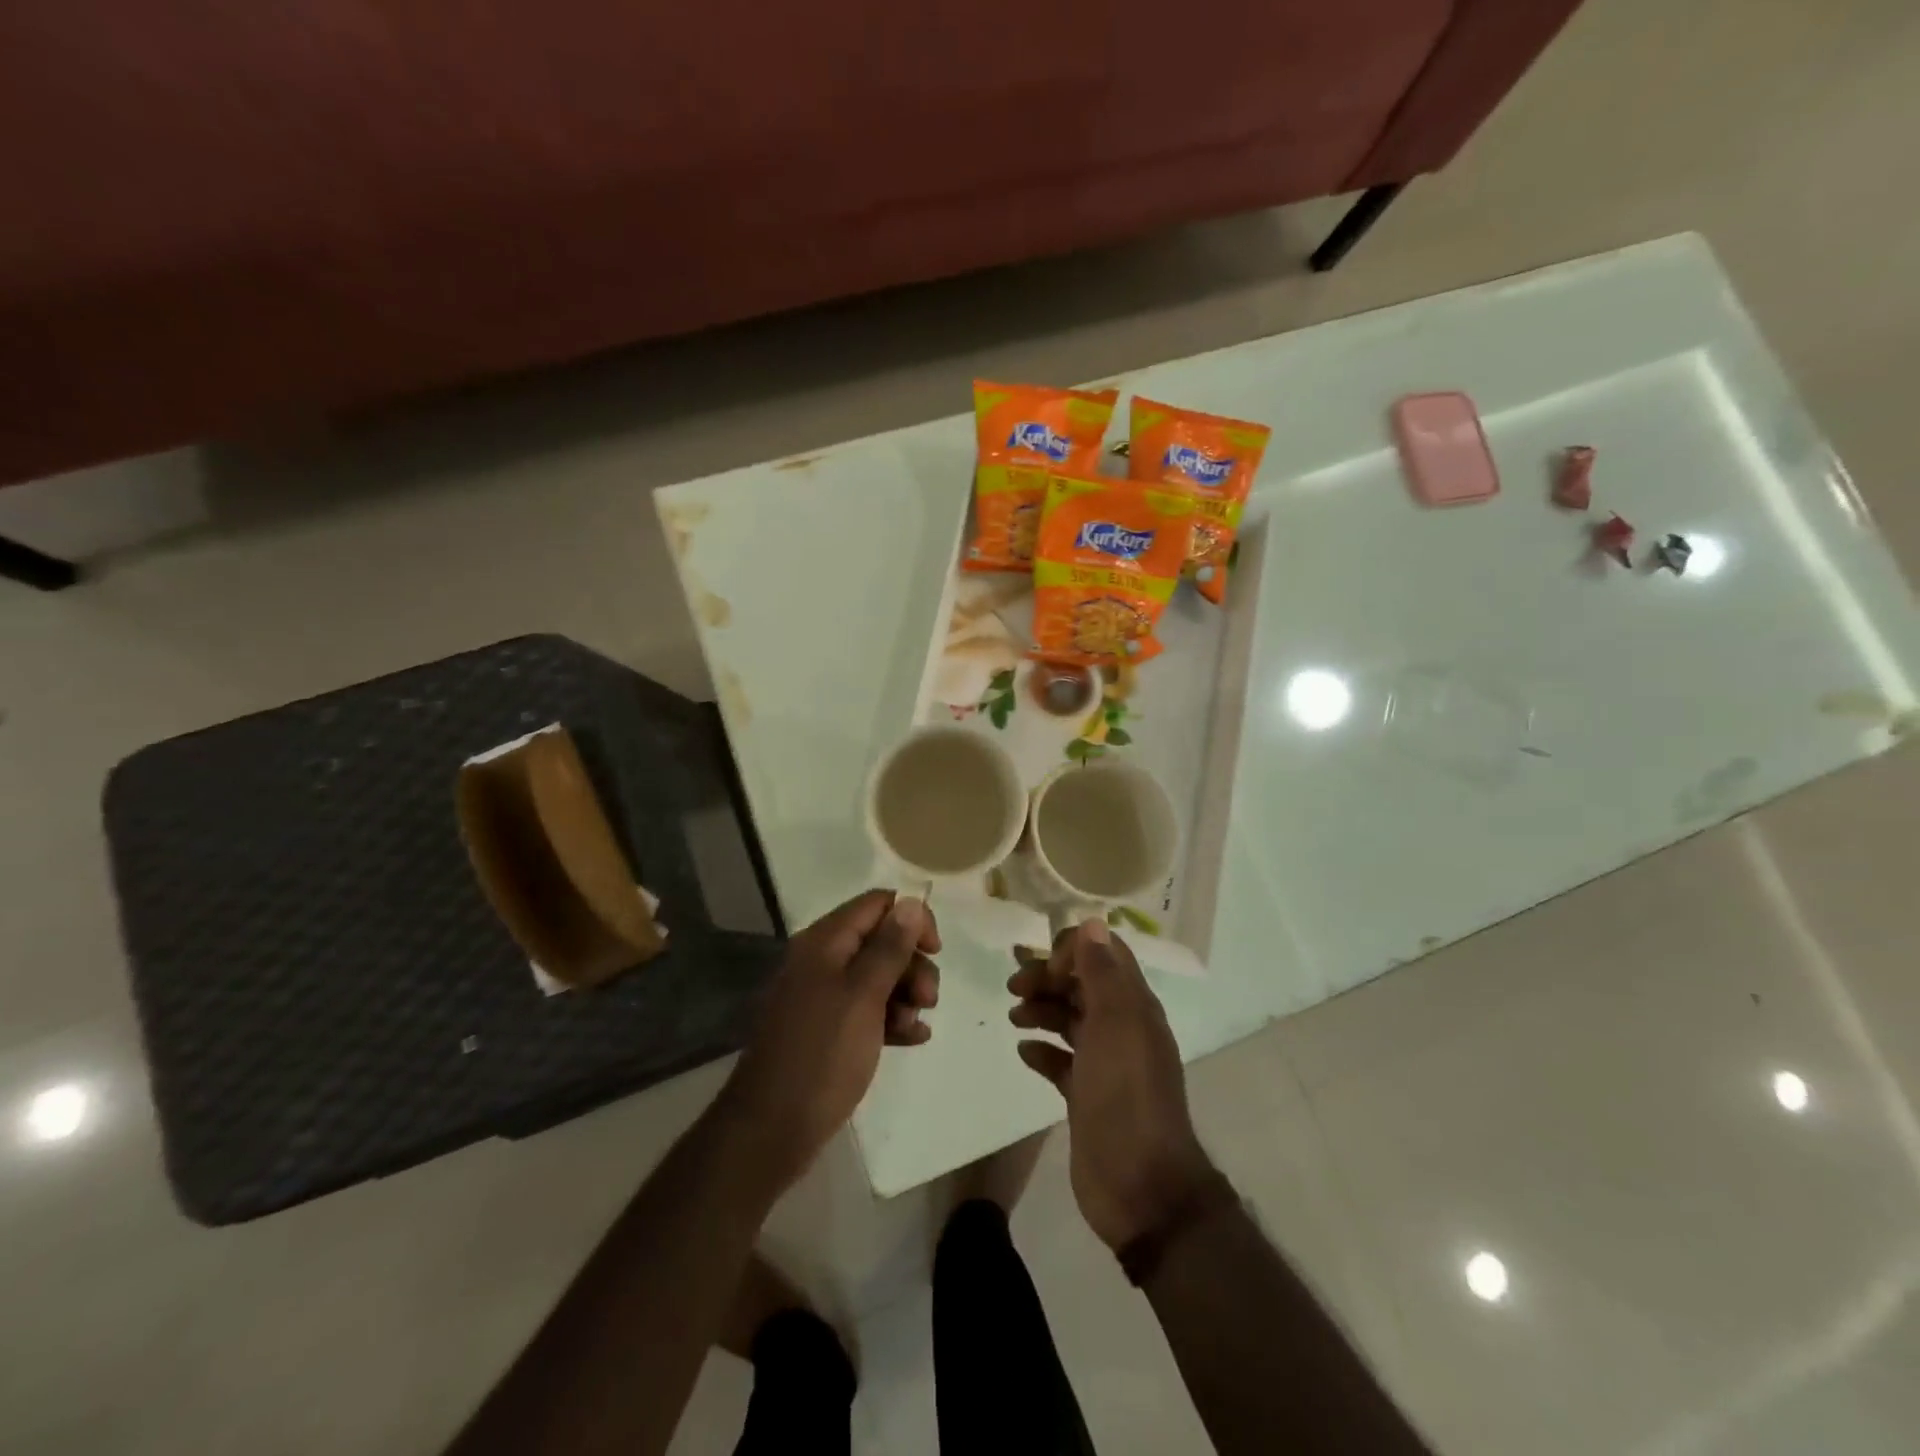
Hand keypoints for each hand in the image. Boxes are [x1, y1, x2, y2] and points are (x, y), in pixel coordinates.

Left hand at [723, 890, 939, 1184]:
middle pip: (881, 940)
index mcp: (825, 942)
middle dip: (912, 964)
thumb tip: (912, 902)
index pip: (878, 904)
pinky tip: (914, 1039)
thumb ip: (890, 947)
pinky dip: (892, 1019)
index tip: (935, 951)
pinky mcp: (827, 1030)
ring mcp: (823, 997)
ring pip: (878, 977)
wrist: (771, 1130)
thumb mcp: (863, 996)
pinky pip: (868, 1010)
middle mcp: (822, 961)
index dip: (911, 919)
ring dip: (906, 995)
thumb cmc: (821, 1054)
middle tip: (928, 999)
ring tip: (916, 1025)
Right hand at [1010, 920, 1215, 1251]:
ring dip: (1042, 1010)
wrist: (1140, 1187)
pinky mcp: (1088, 1096)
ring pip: (1070, 1020)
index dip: (1072, 951)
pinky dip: (1042, 1050)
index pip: (1104, 955)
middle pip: (1082, 985)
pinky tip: (1023, 1051)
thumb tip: (1092, 922)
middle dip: (1048, 978)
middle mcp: (1123, 1028)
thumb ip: (1102, 973)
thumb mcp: (1115, 1024)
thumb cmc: (1125, 1095)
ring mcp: (1106, 1064)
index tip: (1045, 969)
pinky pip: (1061, 1061)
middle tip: (1012, 986)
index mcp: (1134, 1006)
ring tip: (1014, 1015)